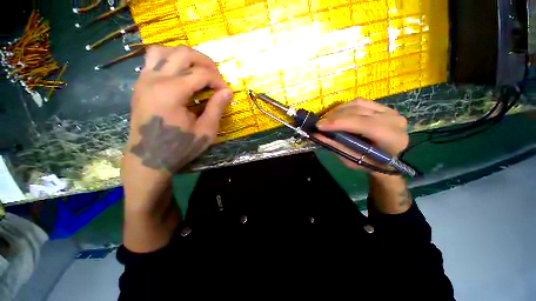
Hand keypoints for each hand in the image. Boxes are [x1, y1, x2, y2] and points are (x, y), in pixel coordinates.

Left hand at [121, 46, 231, 209]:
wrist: (148, 158)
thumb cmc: (179, 148)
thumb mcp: (205, 131)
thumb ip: (217, 108)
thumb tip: (227, 91)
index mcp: (171, 92)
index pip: (201, 74)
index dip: (218, 81)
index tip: (226, 92)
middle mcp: (154, 79)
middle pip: (183, 53)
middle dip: (205, 62)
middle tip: (216, 77)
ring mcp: (143, 79)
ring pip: (164, 50)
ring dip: (185, 57)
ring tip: (198, 71)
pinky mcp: (140, 84)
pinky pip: (153, 60)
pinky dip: (170, 61)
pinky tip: (181, 75)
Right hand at [316, 99, 408, 171]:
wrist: (388, 160)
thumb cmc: (370, 164)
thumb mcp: (352, 159)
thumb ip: (335, 145)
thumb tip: (316, 135)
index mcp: (391, 137)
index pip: (363, 124)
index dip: (339, 123)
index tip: (319, 126)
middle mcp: (393, 120)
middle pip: (359, 111)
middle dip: (334, 117)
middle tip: (318, 123)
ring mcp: (389, 110)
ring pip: (357, 104)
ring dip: (337, 111)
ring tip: (325, 119)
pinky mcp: (382, 107)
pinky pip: (359, 102)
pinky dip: (344, 108)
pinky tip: (335, 114)